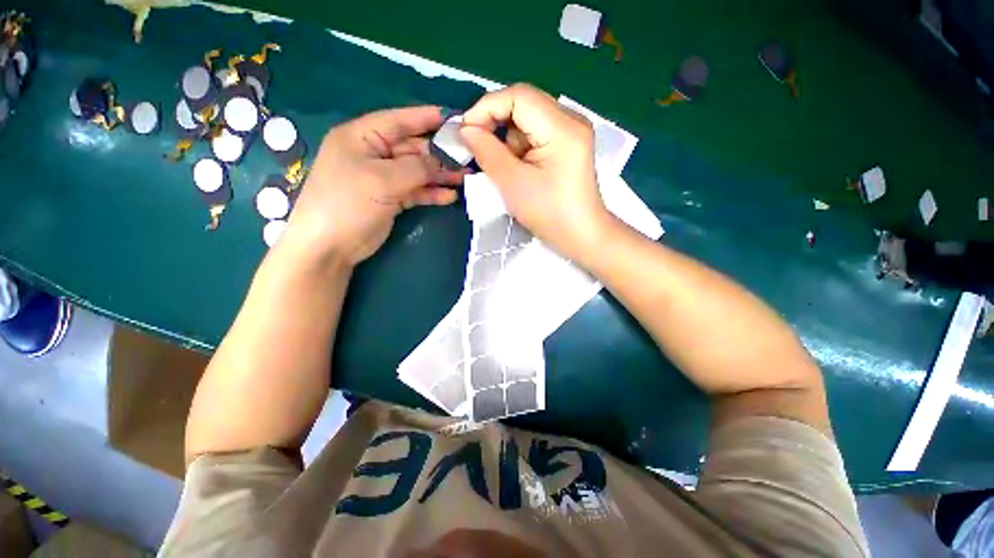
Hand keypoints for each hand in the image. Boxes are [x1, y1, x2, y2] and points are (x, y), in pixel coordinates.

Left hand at [283, 106, 464, 268]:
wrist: (330, 246)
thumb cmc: (348, 203)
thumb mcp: (382, 180)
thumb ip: (415, 168)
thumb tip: (441, 162)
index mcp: (361, 137)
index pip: (398, 121)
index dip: (425, 117)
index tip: (453, 118)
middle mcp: (373, 154)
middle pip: (412, 149)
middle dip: (438, 154)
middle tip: (466, 158)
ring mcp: (382, 179)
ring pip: (417, 172)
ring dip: (439, 176)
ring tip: (464, 179)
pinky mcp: (390, 199)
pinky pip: (415, 191)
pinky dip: (431, 194)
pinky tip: (449, 196)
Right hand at [459, 84, 608, 259]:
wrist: (581, 236)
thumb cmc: (549, 214)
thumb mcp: (513, 184)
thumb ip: (487, 151)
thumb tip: (466, 129)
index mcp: (562, 127)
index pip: (518, 96)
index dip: (486, 107)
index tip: (465, 131)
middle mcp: (571, 120)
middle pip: (523, 104)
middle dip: (496, 123)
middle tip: (478, 148)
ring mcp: (571, 132)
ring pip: (527, 120)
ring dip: (508, 139)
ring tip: (504, 168)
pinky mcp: (568, 145)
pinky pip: (536, 134)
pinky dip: (519, 147)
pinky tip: (518, 168)